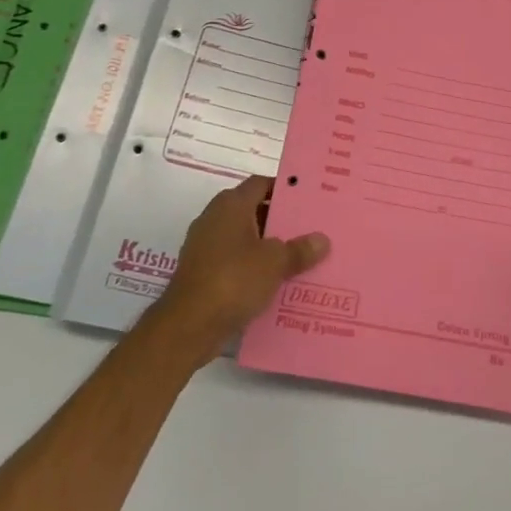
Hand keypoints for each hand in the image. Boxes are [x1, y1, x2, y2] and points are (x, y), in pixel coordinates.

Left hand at [151, 177, 329, 361]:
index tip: (308, 199)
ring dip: (268, 247)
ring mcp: (205, 247)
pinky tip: (276, 282)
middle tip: (311, 228)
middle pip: (253, 210)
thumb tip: (322, 240)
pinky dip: (253, 268)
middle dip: (280, 220)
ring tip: (300, 257)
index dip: (284, 188)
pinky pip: (235, 262)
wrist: (187, 326)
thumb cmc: (233, 280)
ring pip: (245, 239)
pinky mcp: (203, 273)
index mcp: (231, 205)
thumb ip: (299, 249)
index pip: (261, 184)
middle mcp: (215, 218)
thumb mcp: (275, 263)